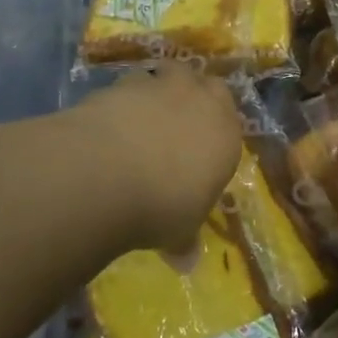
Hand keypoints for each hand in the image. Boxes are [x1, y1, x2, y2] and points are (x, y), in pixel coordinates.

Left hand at [80, 64, 242, 252]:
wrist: (107, 173)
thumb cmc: (162, 205)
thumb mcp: (180, 231)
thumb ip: (185, 239)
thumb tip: (186, 261)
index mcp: (225, 133)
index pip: (230, 118)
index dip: (215, 127)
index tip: (201, 146)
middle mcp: (197, 100)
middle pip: (201, 82)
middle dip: (191, 95)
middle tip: (175, 121)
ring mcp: (157, 86)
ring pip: (163, 76)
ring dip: (155, 92)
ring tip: (139, 120)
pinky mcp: (118, 83)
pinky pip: (126, 86)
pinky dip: (120, 101)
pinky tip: (108, 125)